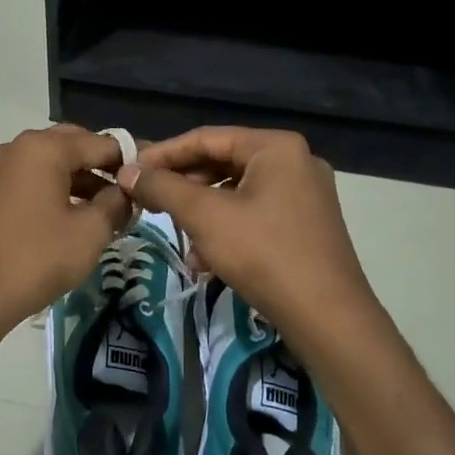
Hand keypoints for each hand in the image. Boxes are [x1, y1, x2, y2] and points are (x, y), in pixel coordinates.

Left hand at [0, 125, 132, 330]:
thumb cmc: (37, 258)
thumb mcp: (90, 232)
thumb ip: (116, 203)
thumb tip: (126, 192)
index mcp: (43, 148)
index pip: (100, 142)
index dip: (129, 160)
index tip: (151, 178)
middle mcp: (17, 147)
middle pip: (72, 145)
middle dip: (102, 166)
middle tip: (128, 192)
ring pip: (50, 163)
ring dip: (80, 179)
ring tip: (107, 209)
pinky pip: (31, 179)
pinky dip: (55, 190)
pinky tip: (74, 216)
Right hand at [117, 127, 383, 349]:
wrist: (327, 316)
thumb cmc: (264, 253)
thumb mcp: (205, 216)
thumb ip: (163, 188)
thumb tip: (127, 172)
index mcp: (276, 147)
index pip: (206, 137)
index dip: (163, 154)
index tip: (130, 173)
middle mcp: (295, 161)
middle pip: (223, 163)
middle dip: (183, 187)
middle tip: (149, 204)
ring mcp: (305, 195)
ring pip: (237, 192)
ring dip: (202, 214)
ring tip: (179, 238)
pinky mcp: (307, 225)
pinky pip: (256, 214)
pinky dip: (227, 229)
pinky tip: (206, 260)